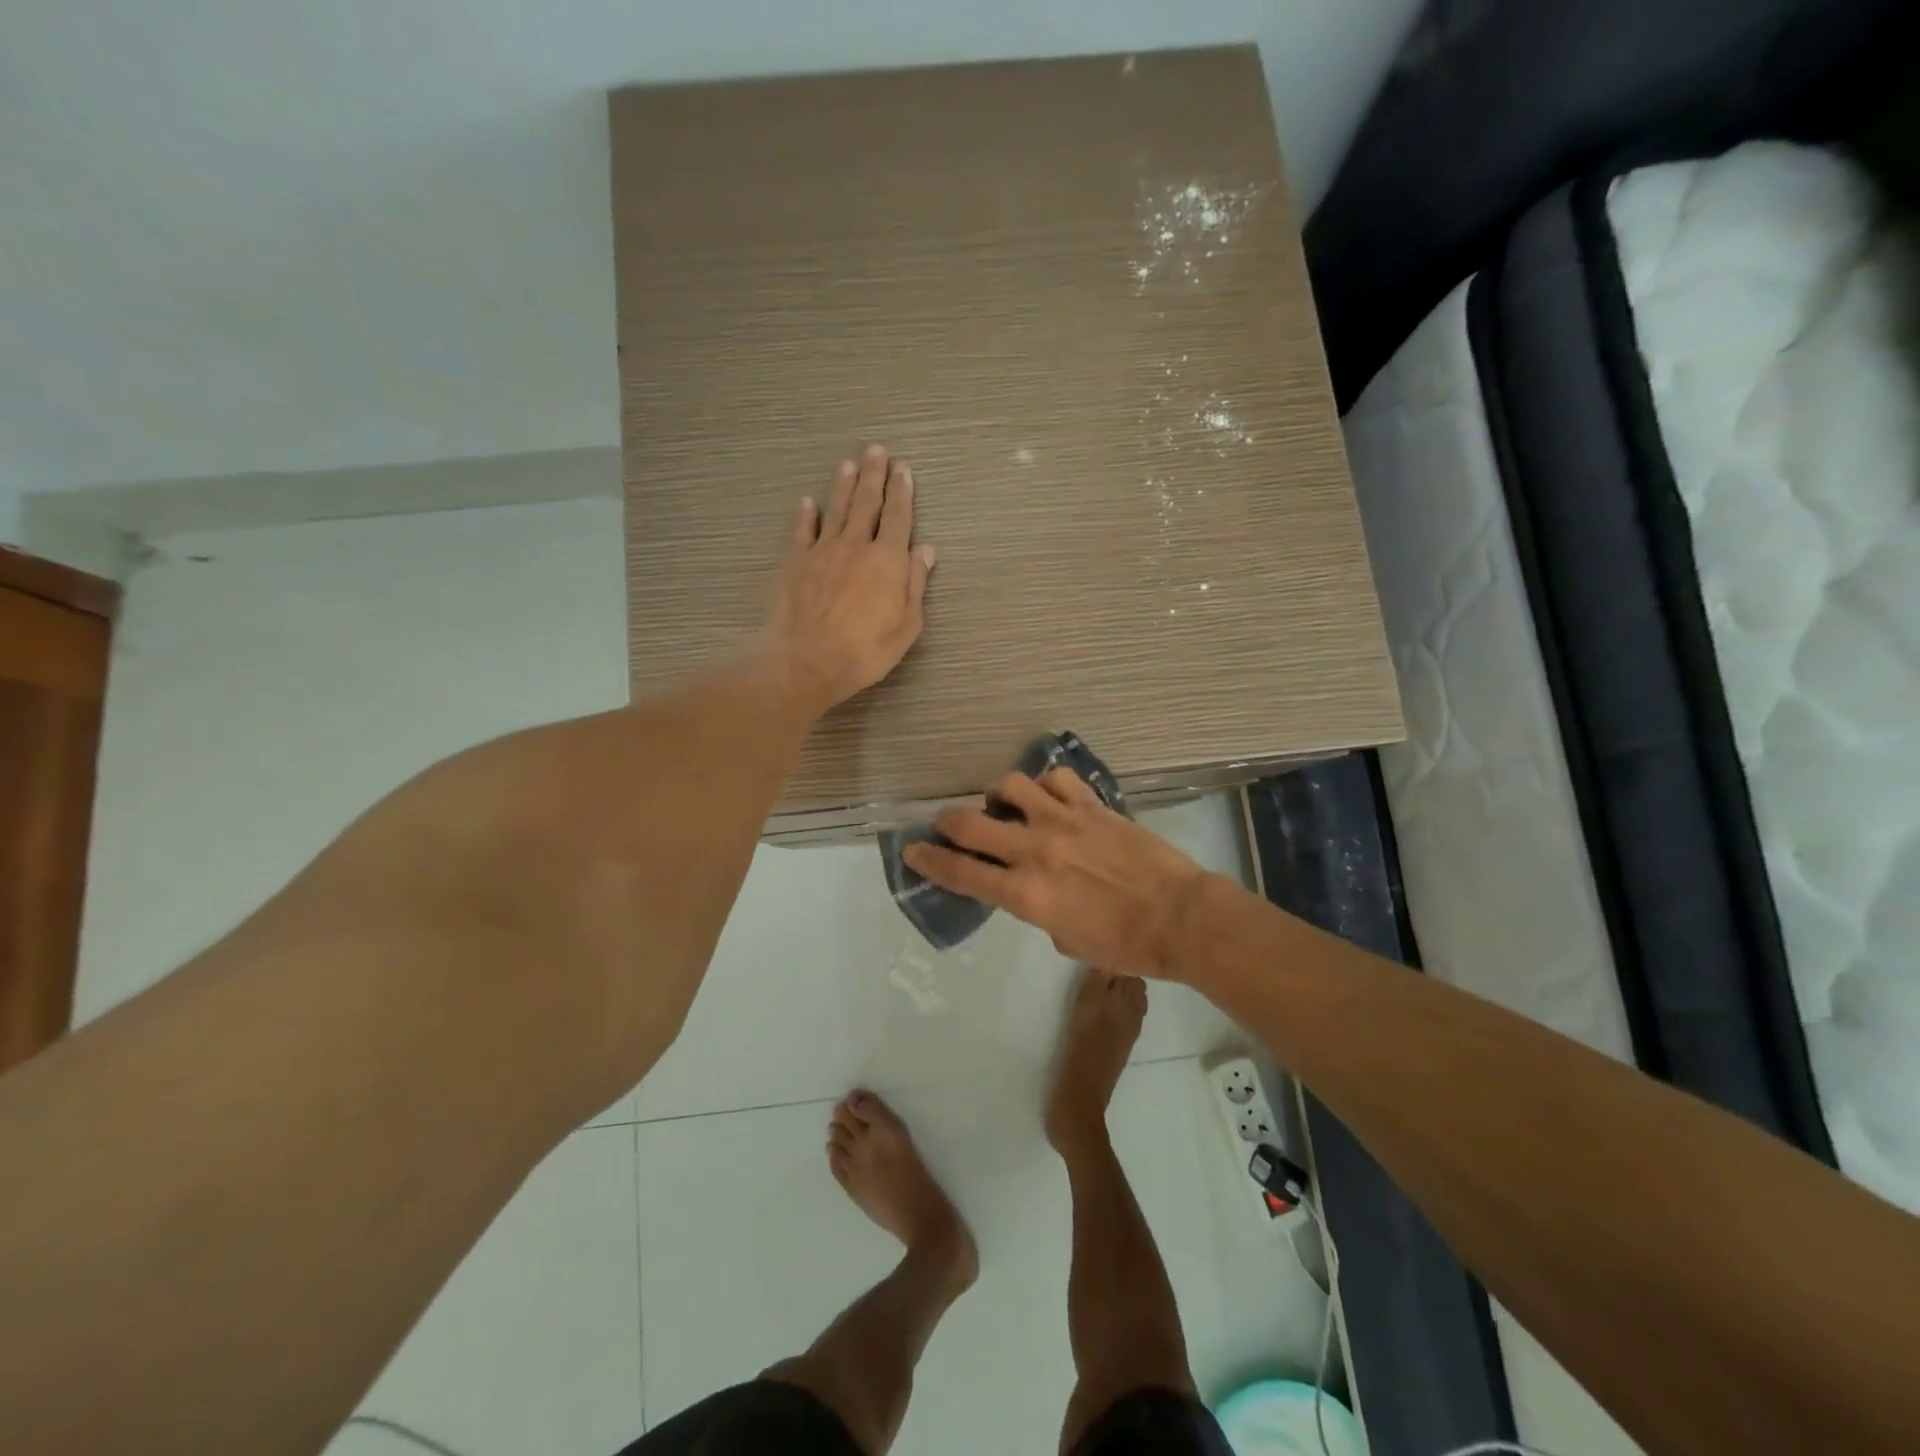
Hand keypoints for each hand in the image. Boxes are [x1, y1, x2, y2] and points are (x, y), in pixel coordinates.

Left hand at [759, 444, 935, 712]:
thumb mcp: (907, 625)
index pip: (898, 517)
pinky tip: (807, 502)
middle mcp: (855, 545)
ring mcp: (822, 551)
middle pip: (866, 503)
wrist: (807, 661)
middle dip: (873, 475)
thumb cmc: (865, 650)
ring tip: (848, 464)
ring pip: (835, 509)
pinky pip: (801, 531)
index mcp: (887, 560)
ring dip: (843, 485)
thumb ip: (915, 583)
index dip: (902, 492)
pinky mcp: (794, 562)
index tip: (904, 469)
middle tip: (876, 450)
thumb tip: (925, 550)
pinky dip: (805, 514)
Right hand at [901, 768, 1209, 979]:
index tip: (912, 851)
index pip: (962, 873)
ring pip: (1011, 786)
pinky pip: (1057, 779)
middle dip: (947, 822)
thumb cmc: (1124, 945)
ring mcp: (1064, 821)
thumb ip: (1037, 910)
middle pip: (971, 823)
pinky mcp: (1092, 806)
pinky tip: (1049, 796)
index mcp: (1025, 894)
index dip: (930, 861)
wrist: (1179, 918)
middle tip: (946, 824)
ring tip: (1004, 804)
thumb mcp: (1065, 940)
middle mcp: (1035, 851)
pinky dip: (1045, 785)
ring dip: (997, 794)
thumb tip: (1032, 888)